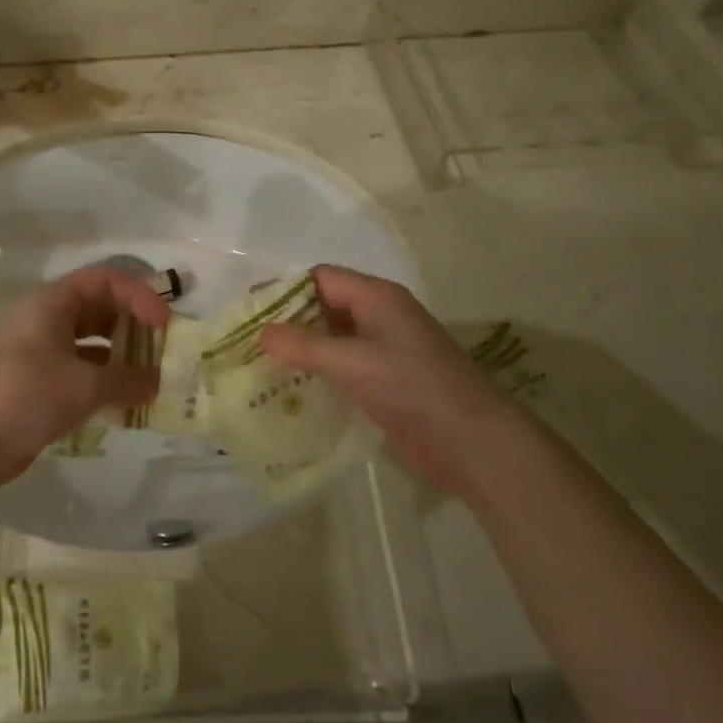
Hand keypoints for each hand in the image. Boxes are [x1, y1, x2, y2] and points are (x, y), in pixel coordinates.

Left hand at [0, 267, 169, 486]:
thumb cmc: (24, 395)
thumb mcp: (82, 386)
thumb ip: (126, 381)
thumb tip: (157, 382)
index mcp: (53, 303)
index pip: (105, 280)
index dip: (139, 294)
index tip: (164, 323)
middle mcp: (48, 320)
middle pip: (100, 309)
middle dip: (134, 325)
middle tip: (164, 349)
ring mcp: (42, 353)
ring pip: (92, 343)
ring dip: (122, 357)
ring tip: (153, 377)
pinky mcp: (40, 384)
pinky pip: (82, 372)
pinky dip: (105, 381)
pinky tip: (127, 401)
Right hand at [259, 265, 527, 494]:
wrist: (474, 442)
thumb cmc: (414, 388)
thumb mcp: (353, 362)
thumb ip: (304, 345)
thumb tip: (261, 332)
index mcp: (377, 298)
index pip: (320, 279)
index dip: (284, 291)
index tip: (249, 312)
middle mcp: (379, 317)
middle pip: (324, 308)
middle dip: (288, 322)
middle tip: (248, 343)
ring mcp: (384, 351)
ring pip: (332, 339)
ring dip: (301, 350)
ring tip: (260, 368)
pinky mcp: (386, 382)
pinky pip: (343, 367)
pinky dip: (318, 373)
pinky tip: (292, 392)